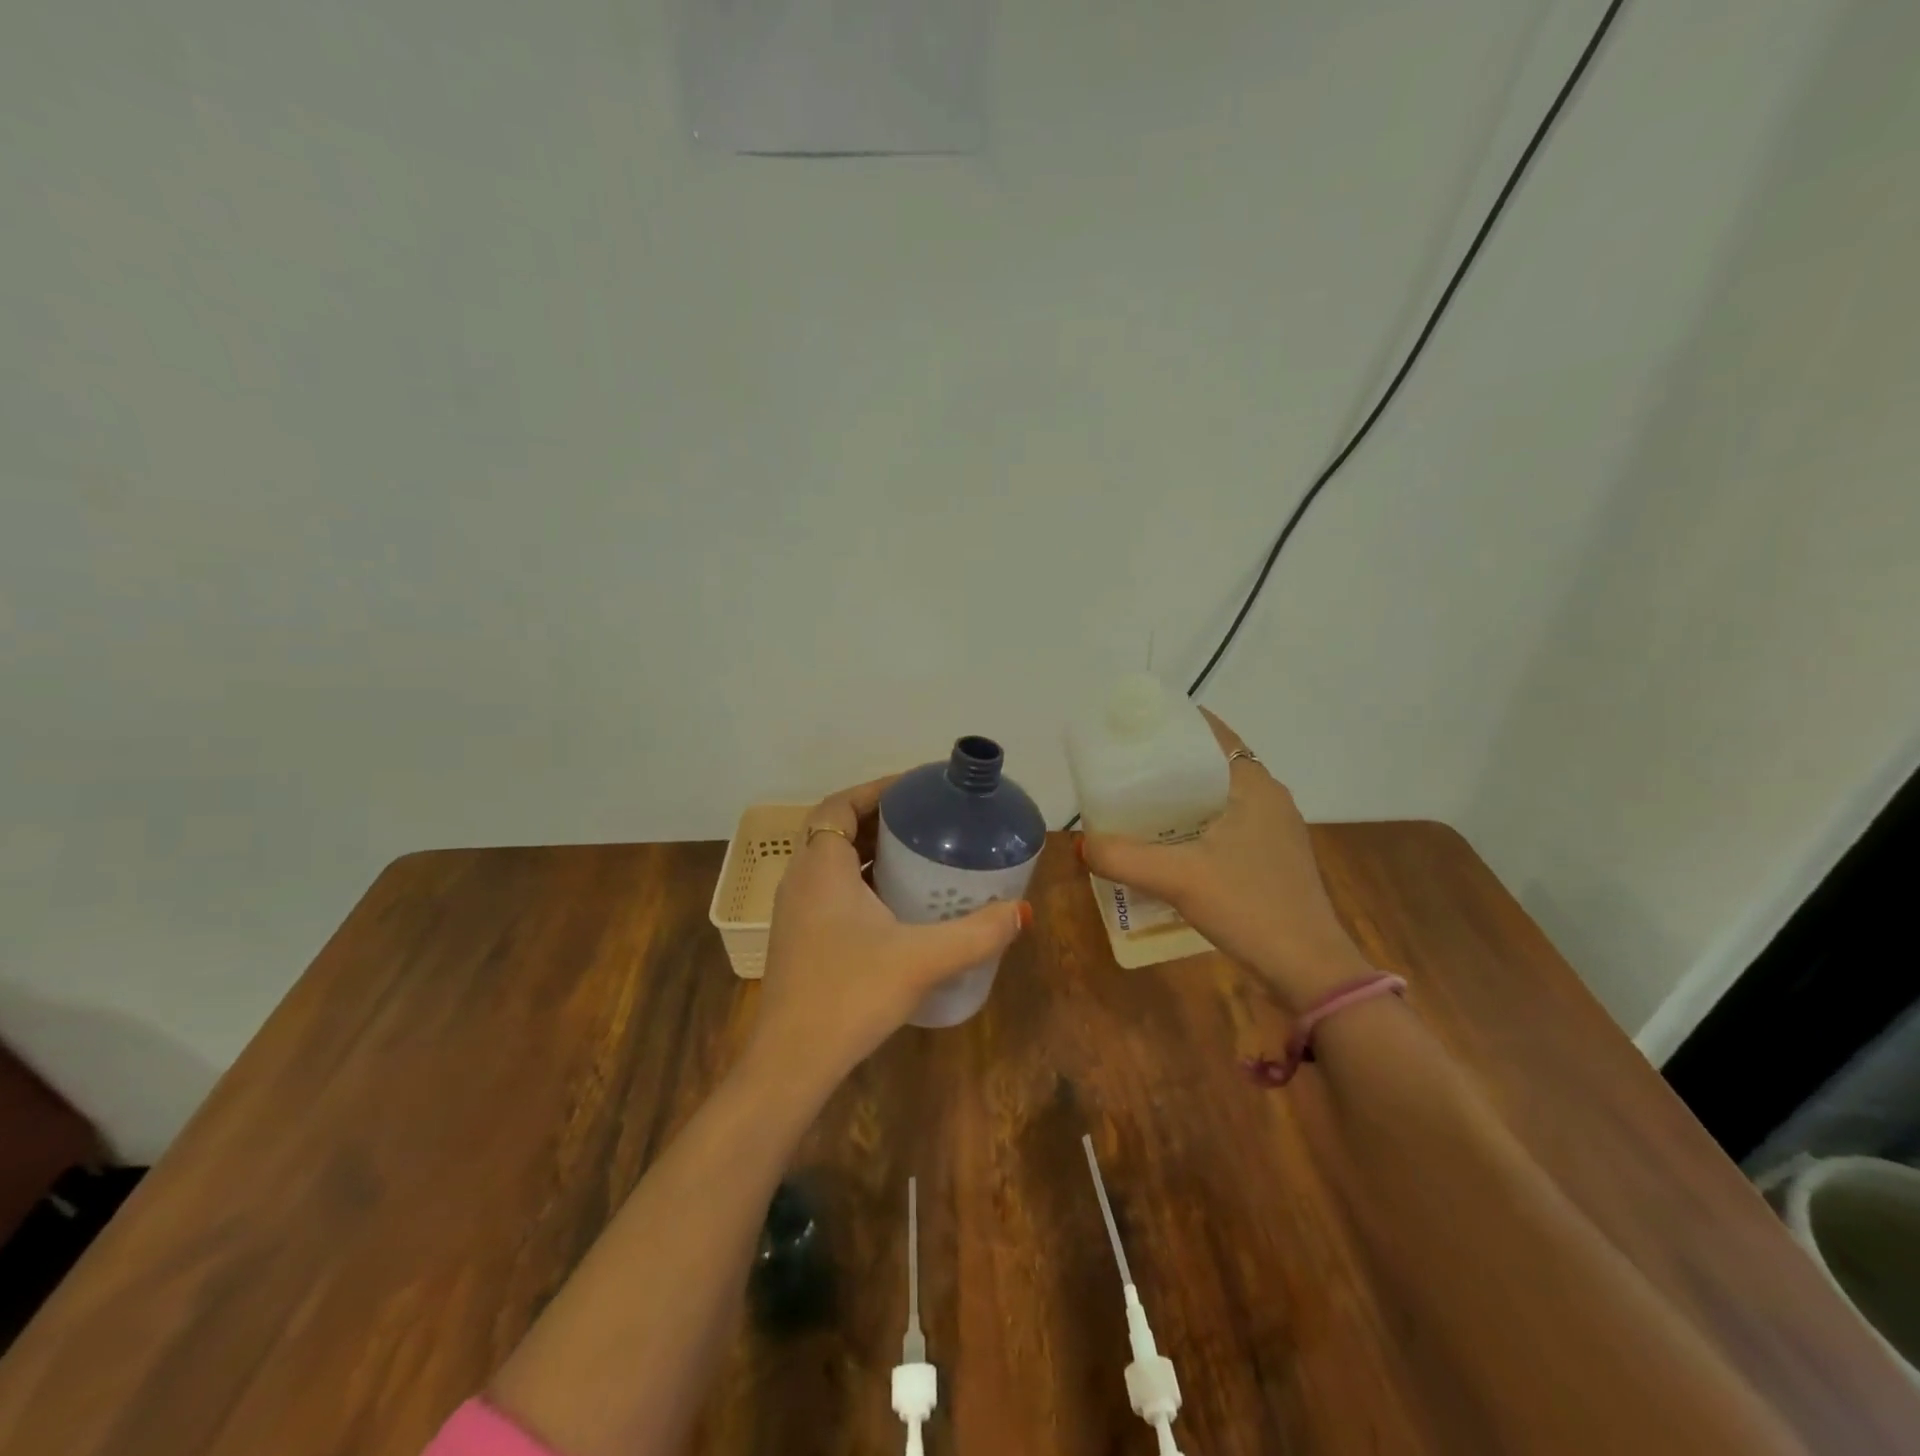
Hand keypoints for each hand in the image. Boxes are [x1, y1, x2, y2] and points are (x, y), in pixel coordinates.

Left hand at [746, 776, 1030, 1090]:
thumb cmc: (850, 995)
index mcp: (821, 867)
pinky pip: (832, 891)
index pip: (840, 804)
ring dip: (870, 851)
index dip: (876, 789)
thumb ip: (976, 933)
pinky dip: (862, 882)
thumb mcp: (922, 959)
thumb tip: (1021, 912)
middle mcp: (801, 881)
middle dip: (880, 819)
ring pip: (833, 862)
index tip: (917, 789)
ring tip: (918, 855)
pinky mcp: (801, 939)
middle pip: (837, 829)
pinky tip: (897, 905)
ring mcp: (796, 912)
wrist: (792, 1063)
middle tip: (927, 821)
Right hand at [1076, 709, 1371, 1012]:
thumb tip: (1081, 845)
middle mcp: (1268, 799)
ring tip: (1136, 802)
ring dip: (1182, 798)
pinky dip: (1195, 825)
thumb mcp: (1178, 878)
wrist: (1308, 969)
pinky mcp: (1271, 860)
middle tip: (1124, 767)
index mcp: (1255, 786)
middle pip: (1212, 765)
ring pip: (1218, 798)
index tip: (1136, 727)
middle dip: (1169, 762)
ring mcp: (1273, 831)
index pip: (1214, 735)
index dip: (1176, 725)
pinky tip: (1166, 844)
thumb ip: (1123, 858)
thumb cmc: (1249, 906)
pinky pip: (1225, 826)